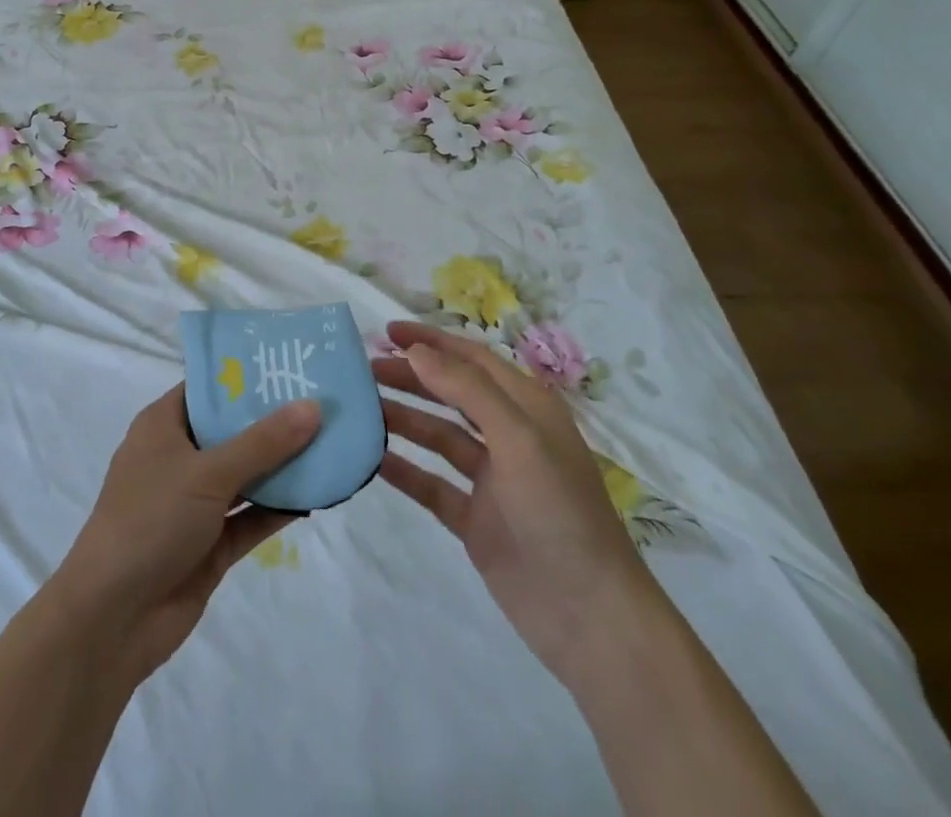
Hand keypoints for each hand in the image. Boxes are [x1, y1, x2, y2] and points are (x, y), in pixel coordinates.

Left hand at [52, 385, 319, 680]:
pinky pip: (251, 516)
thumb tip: (313, 406)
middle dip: (274, 419)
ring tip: (332, 441)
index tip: (291, 363)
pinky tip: (318, 494)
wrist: (113, 618)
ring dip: (283, 465)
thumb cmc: (151, 520)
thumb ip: (263, 442)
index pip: (209, 388)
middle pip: (232, 430)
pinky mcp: (210, 543)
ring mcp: (195, 503)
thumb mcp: (208, 472)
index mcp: (164, 425)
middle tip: (325, 399)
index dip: (246, 375)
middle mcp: (179, 457)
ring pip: (246, 474)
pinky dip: (279, 507)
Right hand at [374, 321, 657, 675]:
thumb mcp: (518, 439)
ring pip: (438, 436)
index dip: (431, 341)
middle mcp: (508, 436)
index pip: (472, 359)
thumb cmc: (559, 512)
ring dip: (402, 419)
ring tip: (359, 408)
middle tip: (363, 370)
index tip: (386, 332)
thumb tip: (418, 350)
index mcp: (527, 408)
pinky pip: (431, 483)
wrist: (590, 618)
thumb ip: (467, 389)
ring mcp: (491, 480)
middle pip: (451, 393)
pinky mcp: (475, 519)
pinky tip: (371, 459)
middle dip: (410, 377)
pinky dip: (403, 468)